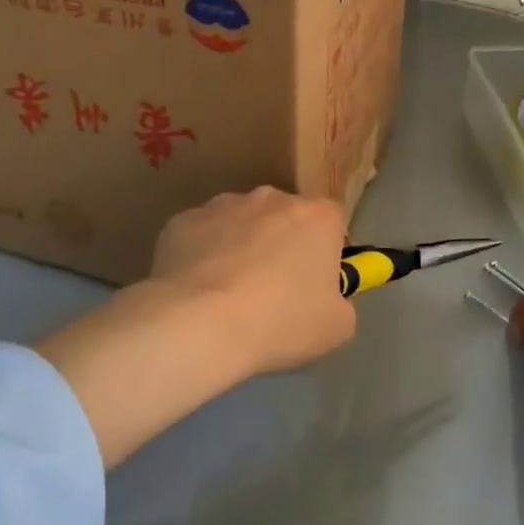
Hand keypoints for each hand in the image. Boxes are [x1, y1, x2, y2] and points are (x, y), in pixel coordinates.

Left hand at [149, 186, 355, 376]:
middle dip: (280, 246)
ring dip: (239, 248)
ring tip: (227, 296)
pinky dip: (201, 257)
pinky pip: (201, 236)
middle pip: (283, 218)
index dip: (323, 255)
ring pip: (239, 224)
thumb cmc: (280, 322)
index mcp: (317, 216)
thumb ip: (341, 302)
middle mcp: (272, 197)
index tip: (313, 286)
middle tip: (270, 292)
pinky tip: (195, 292)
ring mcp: (223, 204)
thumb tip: (328, 297)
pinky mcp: (183, 220)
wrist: (199, 323)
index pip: (331, 224)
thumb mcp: (336, 327)